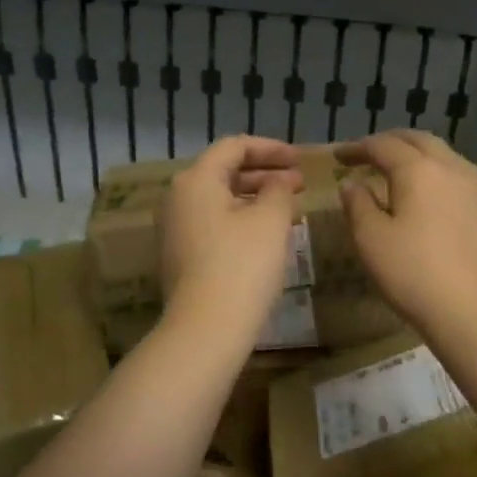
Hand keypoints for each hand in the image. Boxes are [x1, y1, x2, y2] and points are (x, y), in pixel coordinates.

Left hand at [160, 136, 303, 341]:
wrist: (207, 328)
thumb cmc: (242, 265)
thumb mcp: (271, 220)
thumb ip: (279, 190)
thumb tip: (279, 182)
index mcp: (196, 181)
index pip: (234, 147)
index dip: (271, 148)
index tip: (300, 160)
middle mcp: (178, 199)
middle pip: (224, 172)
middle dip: (265, 174)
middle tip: (299, 184)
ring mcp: (176, 230)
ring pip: (221, 201)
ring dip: (256, 198)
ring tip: (289, 208)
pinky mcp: (182, 257)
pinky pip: (215, 224)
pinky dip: (242, 220)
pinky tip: (268, 235)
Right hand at [336, 131, 476, 335]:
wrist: (475, 309)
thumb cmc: (414, 273)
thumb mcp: (370, 239)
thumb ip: (357, 205)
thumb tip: (353, 184)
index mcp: (417, 170)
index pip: (383, 146)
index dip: (358, 148)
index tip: (339, 157)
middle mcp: (451, 167)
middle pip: (419, 141)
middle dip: (391, 143)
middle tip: (369, 154)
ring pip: (446, 155)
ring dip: (420, 155)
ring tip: (403, 170)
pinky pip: (466, 177)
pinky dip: (444, 174)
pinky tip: (442, 190)